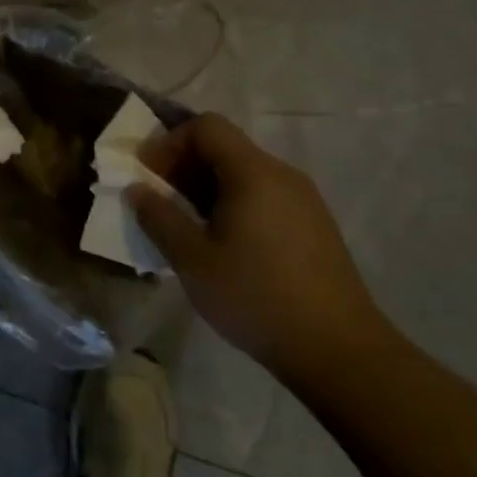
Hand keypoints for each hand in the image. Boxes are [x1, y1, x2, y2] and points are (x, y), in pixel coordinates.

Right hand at [128, 114, 392, 392]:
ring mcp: (303, 200)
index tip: (148, 176)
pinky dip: (233, 204)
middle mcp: (282, 174)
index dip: (169, 143)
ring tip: (186, 226)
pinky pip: (264, 196)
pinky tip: (224, 244)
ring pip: (244, 173)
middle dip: (184, 166)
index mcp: (253, 173)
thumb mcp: (193, 260)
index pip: (206, 126)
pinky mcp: (313, 225)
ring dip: (206, 188)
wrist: (339, 350)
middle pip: (225, 147)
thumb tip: (137, 188)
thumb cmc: (256, 297)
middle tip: (160, 202)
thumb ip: (159, 217)